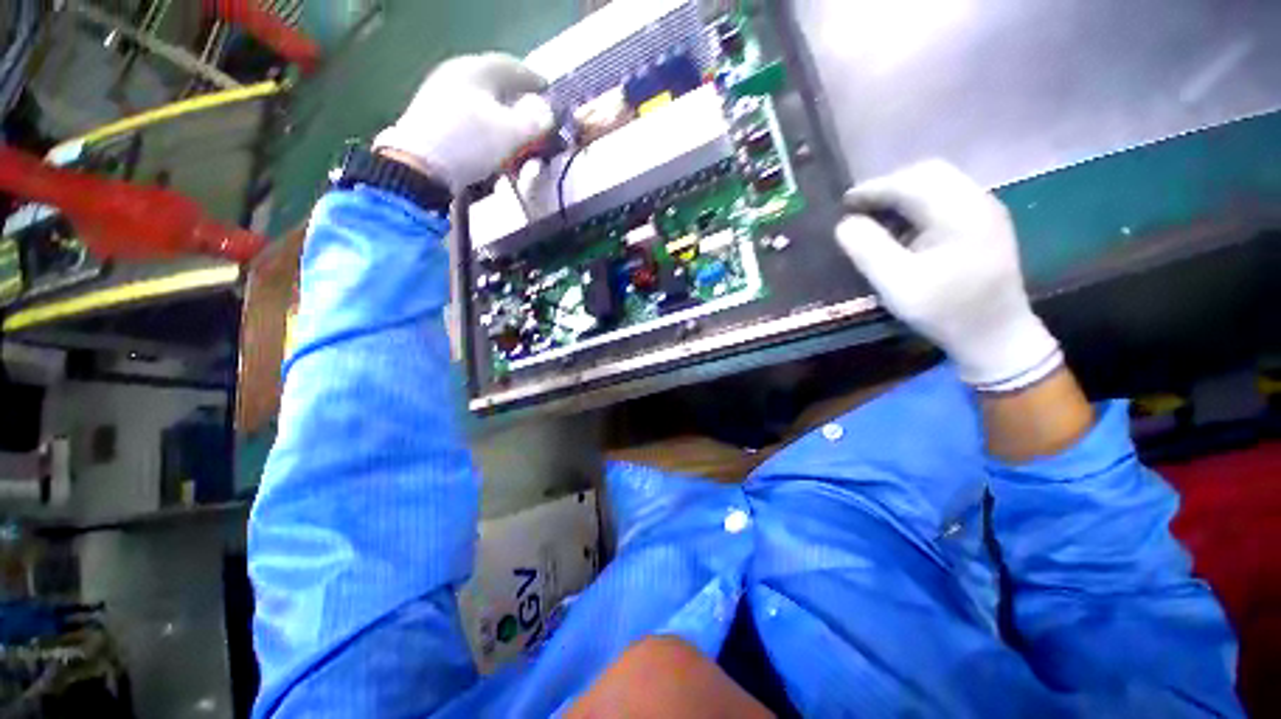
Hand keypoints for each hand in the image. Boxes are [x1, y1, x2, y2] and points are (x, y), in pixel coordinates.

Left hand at [374, 53, 554, 190]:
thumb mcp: (514, 134)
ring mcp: (439, 95)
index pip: (513, 67)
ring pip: (481, 104)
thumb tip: (547, 113)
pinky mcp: (431, 118)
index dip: (534, 80)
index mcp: (476, 69)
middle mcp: (456, 74)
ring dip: (502, 121)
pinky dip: (486, 131)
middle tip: (533, 117)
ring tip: (514, 139)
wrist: (420, 167)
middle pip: (495, 86)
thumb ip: (537, 122)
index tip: (549, 91)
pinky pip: (468, 119)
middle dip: (518, 103)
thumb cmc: (472, 144)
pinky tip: (492, 148)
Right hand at [835, 160, 1061, 391]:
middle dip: (889, 187)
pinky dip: (917, 207)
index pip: (911, 182)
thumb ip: (868, 250)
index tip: (844, 203)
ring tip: (876, 218)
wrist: (996, 336)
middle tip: (859, 208)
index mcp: (961, 212)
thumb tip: (845, 224)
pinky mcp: (983, 227)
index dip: (873, 189)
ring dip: (903, 196)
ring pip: (938, 186)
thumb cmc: (945, 311)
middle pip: (929, 174)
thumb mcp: (898, 284)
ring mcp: (985, 213)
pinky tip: (902, 230)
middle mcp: (978, 202)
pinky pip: (945, 201)